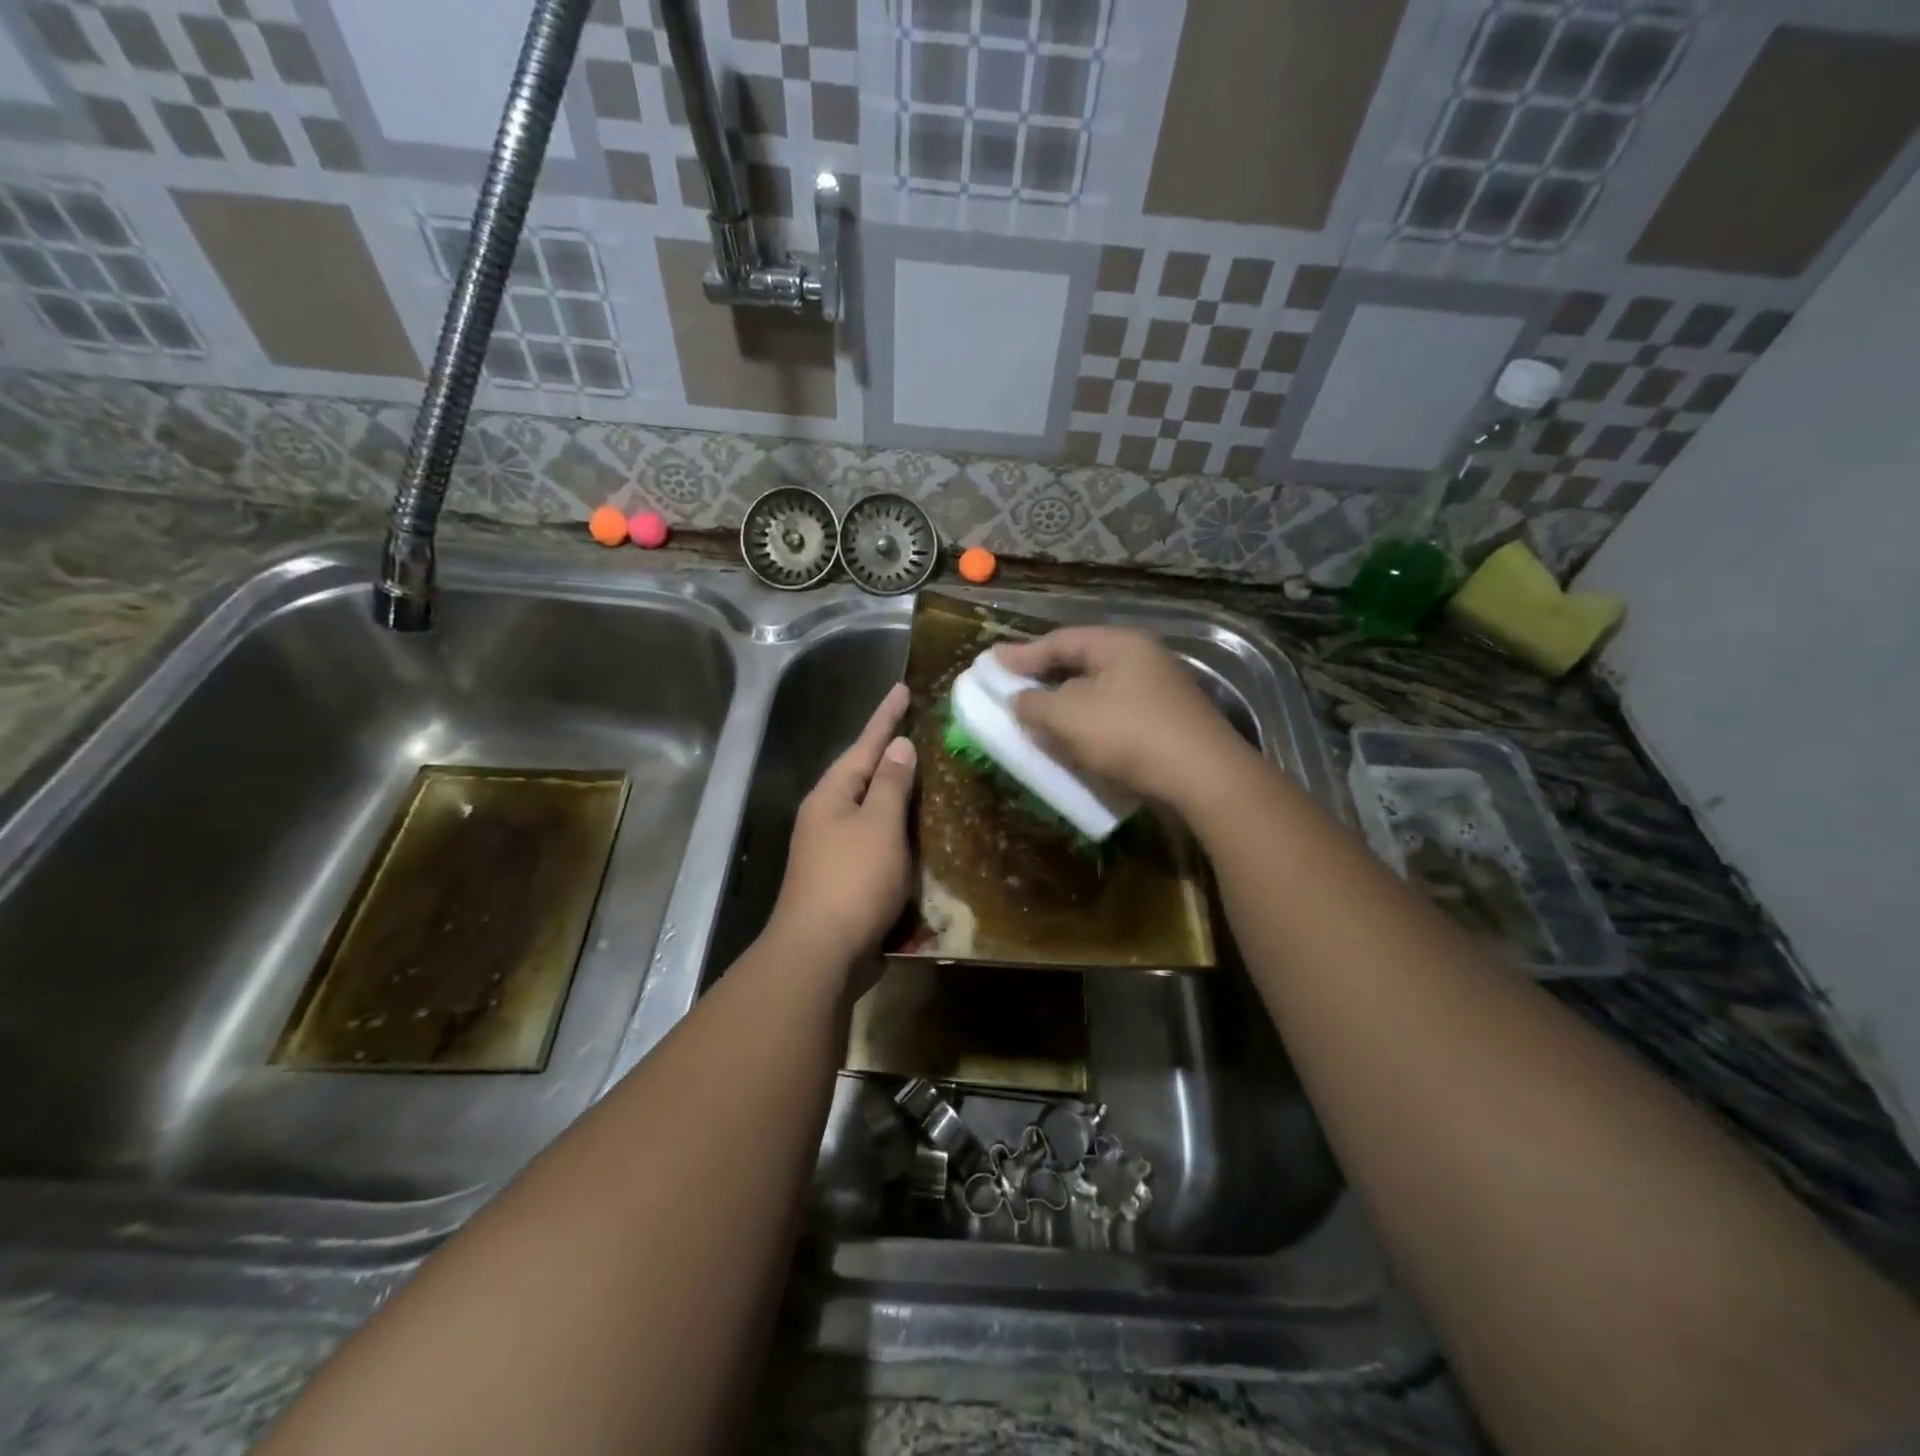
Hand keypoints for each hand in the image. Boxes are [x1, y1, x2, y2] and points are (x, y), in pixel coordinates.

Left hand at [764, 683, 915, 975]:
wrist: (821, 953)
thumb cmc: (853, 881)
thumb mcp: (879, 825)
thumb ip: (891, 784)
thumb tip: (899, 746)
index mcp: (831, 795)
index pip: (865, 744)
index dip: (886, 716)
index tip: (903, 688)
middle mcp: (827, 816)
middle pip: (864, 774)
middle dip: (892, 754)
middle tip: (923, 729)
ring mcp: (834, 848)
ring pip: (872, 809)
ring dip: (898, 793)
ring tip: (929, 773)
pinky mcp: (847, 877)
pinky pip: (877, 840)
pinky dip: (899, 830)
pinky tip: (921, 830)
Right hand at [995, 628, 1251, 811]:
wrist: (1203, 778)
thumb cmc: (1129, 734)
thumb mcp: (1068, 716)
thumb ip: (1034, 704)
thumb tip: (1019, 700)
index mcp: (1120, 645)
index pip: (1061, 641)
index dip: (1023, 653)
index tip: (991, 662)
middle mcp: (1143, 661)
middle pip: (1082, 665)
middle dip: (1045, 680)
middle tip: (1013, 688)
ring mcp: (1160, 694)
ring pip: (1099, 695)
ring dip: (1066, 708)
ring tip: (1038, 721)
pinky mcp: (1167, 726)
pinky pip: (1116, 719)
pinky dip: (1089, 728)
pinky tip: (1074, 745)